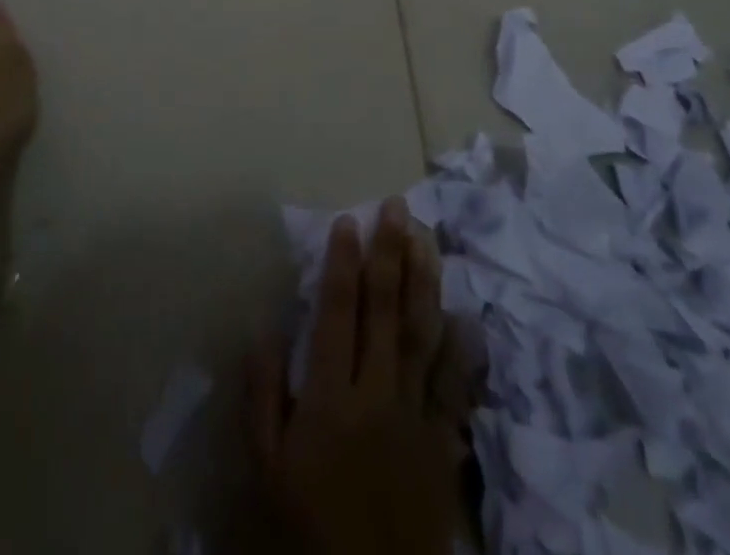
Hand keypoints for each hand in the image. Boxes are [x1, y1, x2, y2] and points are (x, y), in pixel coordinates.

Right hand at [249, 199, 467, 554]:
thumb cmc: (307, 522)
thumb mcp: (266, 465)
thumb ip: (263, 393)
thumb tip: (267, 325)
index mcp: (329, 396)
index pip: (338, 312)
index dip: (343, 263)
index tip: (348, 221)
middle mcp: (376, 393)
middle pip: (384, 311)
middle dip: (390, 254)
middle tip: (396, 207)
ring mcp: (414, 416)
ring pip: (421, 335)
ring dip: (424, 282)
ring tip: (426, 237)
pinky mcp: (442, 443)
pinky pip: (454, 389)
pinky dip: (461, 350)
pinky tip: (466, 315)